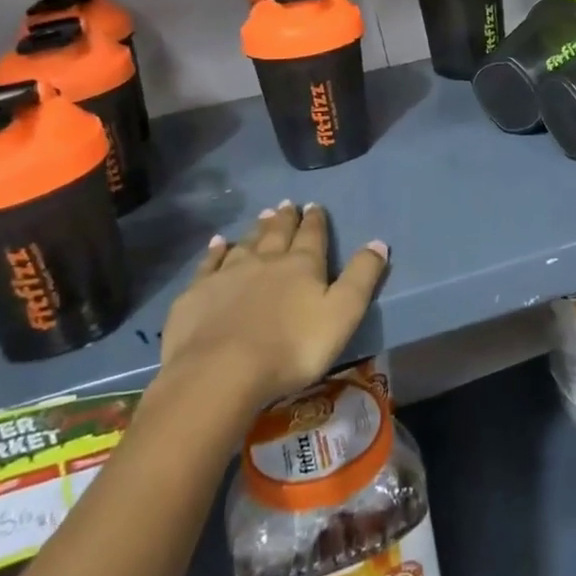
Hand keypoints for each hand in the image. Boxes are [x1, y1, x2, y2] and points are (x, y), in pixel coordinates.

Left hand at [156, 201, 387, 415]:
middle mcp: (266, 260)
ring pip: (245, 243)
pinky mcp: (197, 293)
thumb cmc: (293, 347)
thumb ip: (361, 276)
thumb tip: (379, 241)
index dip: (315, 221)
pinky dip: (215, 251)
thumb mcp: (343, 313)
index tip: (314, 206)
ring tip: (262, 215)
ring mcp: (228, 274)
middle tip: (287, 204)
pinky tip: (217, 243)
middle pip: (278, 233)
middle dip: (285, 219)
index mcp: (302, 265)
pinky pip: (209, 263)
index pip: (312, 236)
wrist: (222, 371)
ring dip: (256, 229)